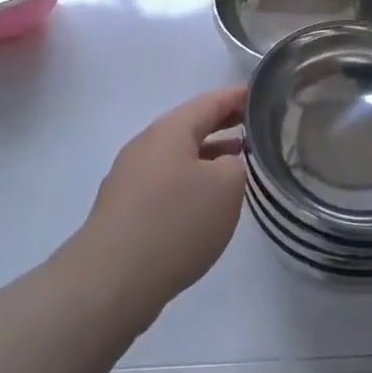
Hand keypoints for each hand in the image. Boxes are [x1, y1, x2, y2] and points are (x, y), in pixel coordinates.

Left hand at [76, 86, 248, 317]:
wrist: (111, 278)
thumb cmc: (176, 222)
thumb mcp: (226, 187)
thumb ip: (235, 166)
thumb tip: (223, 165)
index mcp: (169, 130)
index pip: (209, 102)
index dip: (236, 97)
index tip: (259, 94)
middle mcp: (145, 145)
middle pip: (189, 126)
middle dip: (221, 123)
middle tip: (253, 125)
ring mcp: (130, 177)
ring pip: (176, 155)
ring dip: (206, 154)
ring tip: (236, 163)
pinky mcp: (124, 208)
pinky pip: (165, 181)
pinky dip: (190, 180)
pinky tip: (203, 203)